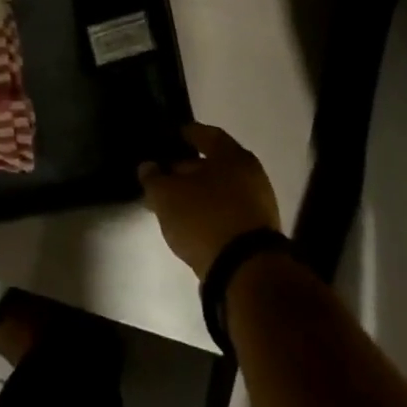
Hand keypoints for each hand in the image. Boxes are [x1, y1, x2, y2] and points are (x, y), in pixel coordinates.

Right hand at [139, 123, 280, 279]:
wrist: (247, 272)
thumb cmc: (205, 219)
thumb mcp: (167, 195)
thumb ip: (153, 178)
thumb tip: (148, 167)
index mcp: (232, 155)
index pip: (206, 134)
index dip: (185, 134)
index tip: (169, 138)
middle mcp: (251, 174)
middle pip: (214, 163)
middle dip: (187, 169)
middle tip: (163, 176)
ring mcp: (258, 205)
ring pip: (220, 190)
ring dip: (198, 193)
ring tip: (173, 204)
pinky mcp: (259, 233)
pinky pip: (228, 212)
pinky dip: (209, 212)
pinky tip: (191, 223)